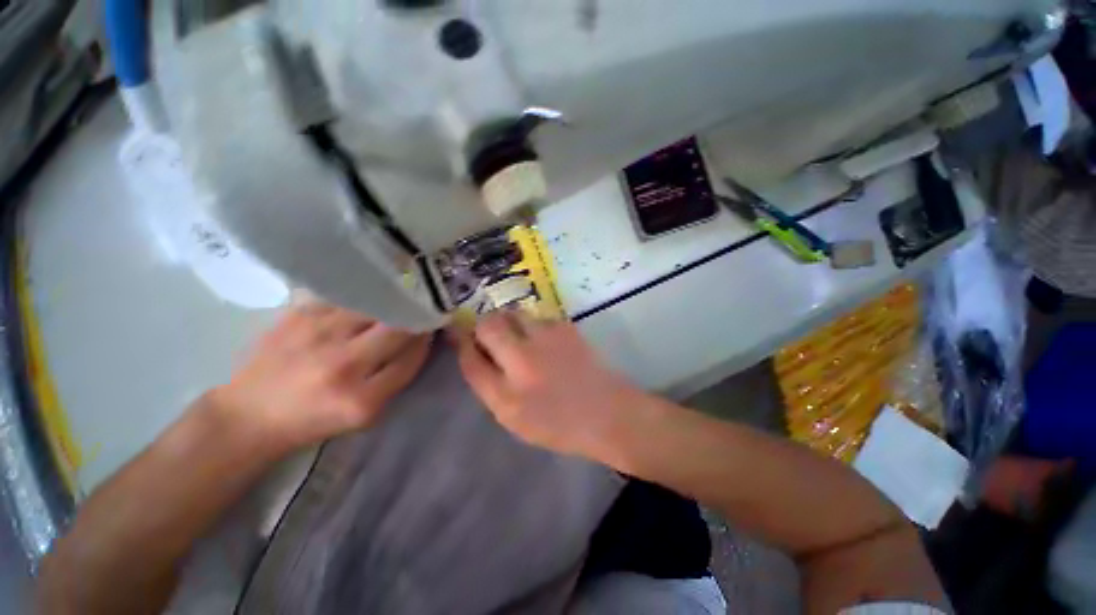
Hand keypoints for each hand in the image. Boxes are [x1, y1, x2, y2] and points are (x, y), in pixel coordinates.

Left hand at [210, 302, 431, 454]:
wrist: (249, 414)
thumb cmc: (314, 420)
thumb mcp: (366, 415)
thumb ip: (397, 377)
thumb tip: (420, 339)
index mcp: (360, 399)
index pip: (411, 357)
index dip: (425, 342)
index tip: (430, 331)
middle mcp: (342, 364)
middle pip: (398, 327)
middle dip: (413, 319)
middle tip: (417, 314)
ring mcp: (319, 334)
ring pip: (375, 307)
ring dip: (389, 306)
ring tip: (391, 306)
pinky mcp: (300, 315)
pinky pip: (348, 298)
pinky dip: (363, 300)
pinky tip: (362, 303)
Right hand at [453, 312, 642, 459]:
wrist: (606, 411)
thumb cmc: (558, 423)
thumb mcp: (514, 418)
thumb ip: (488, 385)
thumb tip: (473, 351)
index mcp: (507, 396)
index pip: (470, 359)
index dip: (462, 343)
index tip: (460, 336)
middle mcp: (524, 361)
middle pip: (488, 325)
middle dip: (483, 327)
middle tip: (490, 336)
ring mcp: (547, 339)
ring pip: (513, 314)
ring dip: (508, 322)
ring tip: (519, 337)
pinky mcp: (565, 326)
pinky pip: (536, 316)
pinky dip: (532, 325)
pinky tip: (543, 340)